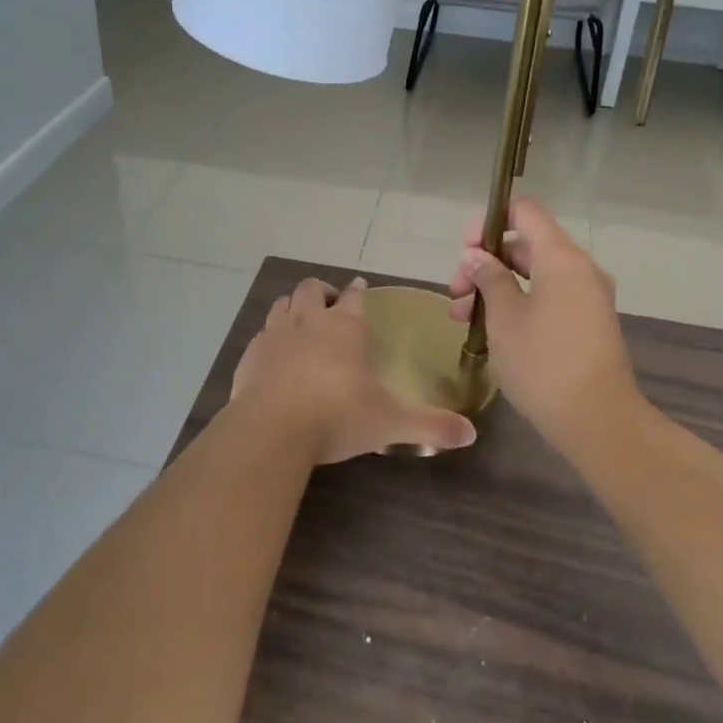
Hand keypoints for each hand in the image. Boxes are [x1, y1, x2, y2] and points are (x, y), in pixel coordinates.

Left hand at [231, 277, 477, 462]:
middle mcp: (309, 321)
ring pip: (283, 304)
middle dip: (323, 292)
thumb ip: (431, 425)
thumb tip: (471, 434)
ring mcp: (275, 334)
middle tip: (330, 305)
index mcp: (345, 327)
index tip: (360, 288)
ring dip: (294, 307)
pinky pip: (261, 334)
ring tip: (301, 321)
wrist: (273, 429)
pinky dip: (270, 338)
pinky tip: (275, 356)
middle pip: (313, 289)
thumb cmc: (338, 415)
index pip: (354, 296)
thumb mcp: (390, 422)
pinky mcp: (251, 355)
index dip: (358, 291)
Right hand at [447, 199, 640, 442]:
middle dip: (486, 263)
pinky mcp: (588, 322)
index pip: (525, 211)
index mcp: (562, 258)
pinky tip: (492, 330)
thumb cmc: (544, 364)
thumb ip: (489, 278)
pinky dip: (519, 302)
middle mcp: (580, 269)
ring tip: (464, 319)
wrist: (598, 422)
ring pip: (535, 274)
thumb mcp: (504, 318)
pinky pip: (549, 296)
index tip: (465, 251)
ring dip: (497, 287)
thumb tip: (477, 257)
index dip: (489, 222)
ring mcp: (587, 297)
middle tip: (457, 296)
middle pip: (526, 244)